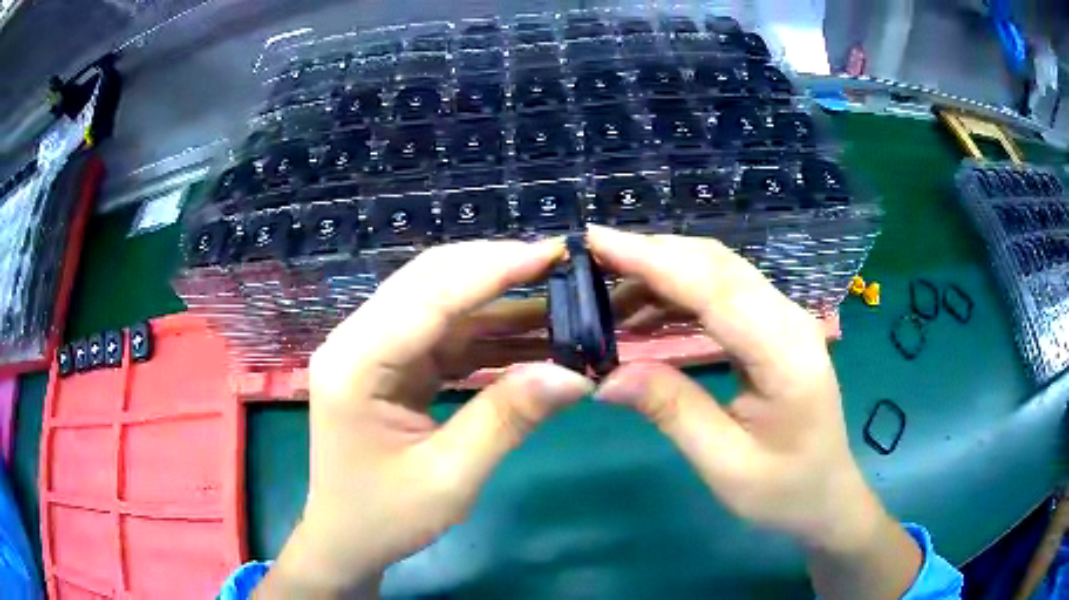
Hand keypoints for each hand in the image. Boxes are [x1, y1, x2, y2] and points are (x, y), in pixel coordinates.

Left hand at [257, 239, 592, 597]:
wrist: (347, 539)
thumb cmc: (385, 517)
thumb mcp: (450, 478)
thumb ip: (508, 419)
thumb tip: (576, 375)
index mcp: (355, 363)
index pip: (430, 297)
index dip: (495, 270)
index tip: (554, 252)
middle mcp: (357, 341)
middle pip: (430, 282)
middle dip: (497, 269)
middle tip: (561, 265)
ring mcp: (373, 349)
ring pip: (441, 302)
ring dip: (499, 299)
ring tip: (559, 295)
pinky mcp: (391, 364)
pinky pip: (445, 334)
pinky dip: (489, 332)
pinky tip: (533, 335)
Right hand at [588, 226, 920, 598]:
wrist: (827, 495)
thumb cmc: (783, 490)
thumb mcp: (725, 464)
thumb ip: (672, 411)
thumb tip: (606, 376)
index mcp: (785, 354)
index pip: (714, 287)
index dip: (652, 259)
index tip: (595, 239)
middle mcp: (789, 320)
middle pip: (716, 265)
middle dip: (651, 254)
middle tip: (590, 260)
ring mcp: (784, 319)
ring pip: (718, 272)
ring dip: (662, 271)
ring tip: (607, 293)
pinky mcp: (774, 328)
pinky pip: (723, 293)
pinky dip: (679, 292)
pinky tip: (646, 313)